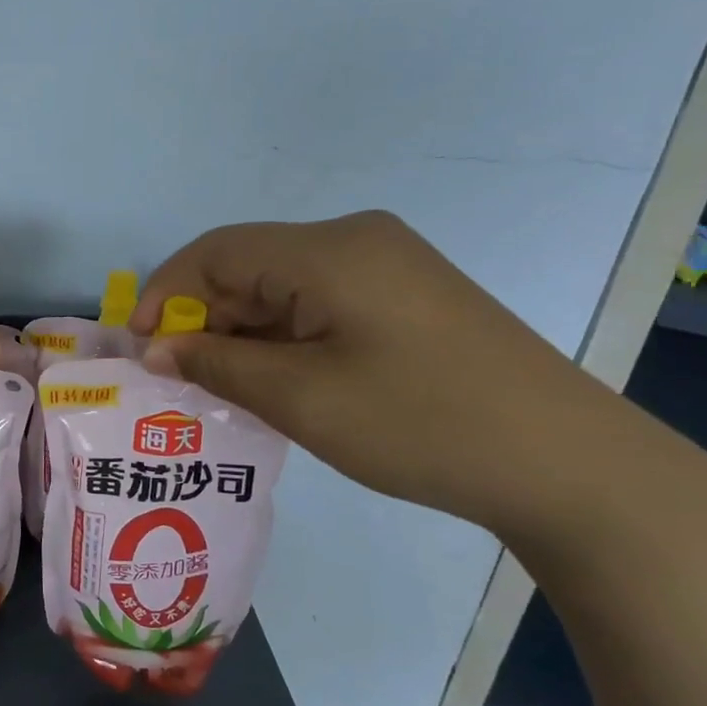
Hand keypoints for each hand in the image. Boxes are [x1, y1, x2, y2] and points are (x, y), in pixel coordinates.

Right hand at [129, 213, 619, 538]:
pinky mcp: (407, 297)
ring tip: (220, 388)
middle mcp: (355, 241)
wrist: (567, 464)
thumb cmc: (419, 424)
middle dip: (203, 318)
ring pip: (282, 287)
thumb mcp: (301, 397)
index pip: (216, 252)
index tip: (139, 348)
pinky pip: (319, 303)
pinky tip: (275, 380)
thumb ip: (217, 364)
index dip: (166, 294)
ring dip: (242, 332)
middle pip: (249, 266)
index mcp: (328, 250)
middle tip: (178, 378)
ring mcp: (388, 266)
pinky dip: (283, 337)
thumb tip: (157, 349)